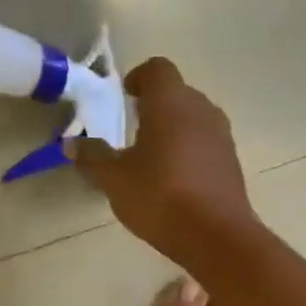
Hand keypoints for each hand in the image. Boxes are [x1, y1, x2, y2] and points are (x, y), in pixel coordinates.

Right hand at [67, 57, 257, 261]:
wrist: (217, 236)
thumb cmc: (160, 196)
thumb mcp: (115, 179)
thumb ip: (93, 157)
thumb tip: (72, 143)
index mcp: (171, 101)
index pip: (157, 69)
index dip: (140, 78)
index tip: (126, 96)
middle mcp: (201, 109)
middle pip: (178, 94)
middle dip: (157, 106)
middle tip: (135, 130)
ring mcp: (222, 137)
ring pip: (195, 120)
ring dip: (176, 131)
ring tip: (155, 158)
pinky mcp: (233, 164)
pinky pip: (207, 146)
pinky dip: (192, 153)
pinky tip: (178, 181)